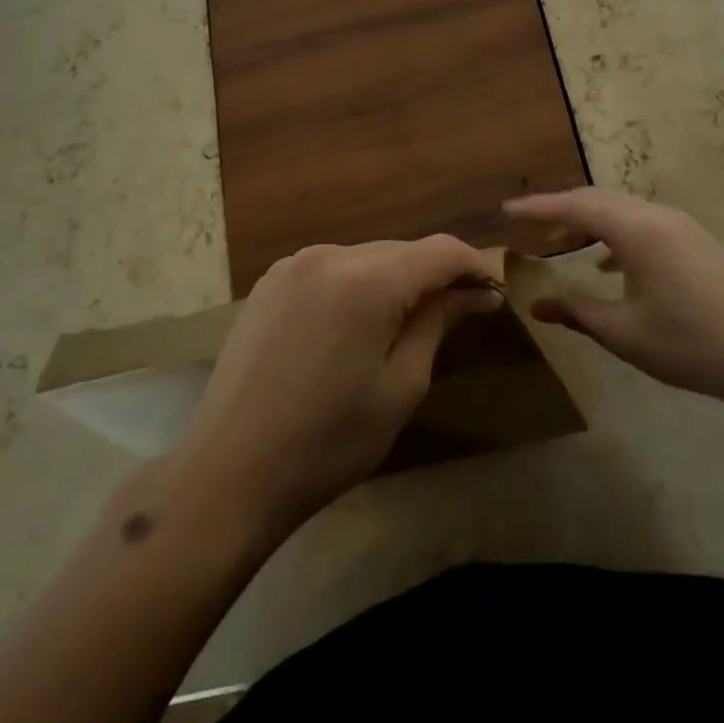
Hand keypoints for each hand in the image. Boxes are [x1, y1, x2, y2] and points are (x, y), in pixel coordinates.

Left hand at [161, 236, 501, 540]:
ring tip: (408, 324)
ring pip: (367, 257)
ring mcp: (293, 265)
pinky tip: (357, 325)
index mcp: (366, 280)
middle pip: (403, 250)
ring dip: (396, 280)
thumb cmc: (329, 441)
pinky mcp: (269, 282)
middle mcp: (329, 255)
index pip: (440, 251)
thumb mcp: (400, 386)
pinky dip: (358, 285)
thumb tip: (478, 295)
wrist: (229, 472)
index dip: (474, 266)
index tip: (494, 294)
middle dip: (435, 275)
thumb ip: (438, 324)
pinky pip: (332, 268)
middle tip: (461, 314)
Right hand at [504, 188, 723, 409]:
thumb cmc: (686, 341)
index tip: (506, 210)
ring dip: (590, 222)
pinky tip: (608, 264)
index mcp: (637, 229)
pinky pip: (643, 224)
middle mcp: (658, 216)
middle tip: (530, 226)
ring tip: (563, 245)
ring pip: (623, 210)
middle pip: (600, 199)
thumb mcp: (621, 331)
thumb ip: (575, 311)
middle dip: (562, 210)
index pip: (576, 206)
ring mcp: (681, 226)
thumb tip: (536, 305)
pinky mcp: (695, 241)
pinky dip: (616, 234)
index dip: (538, 207)